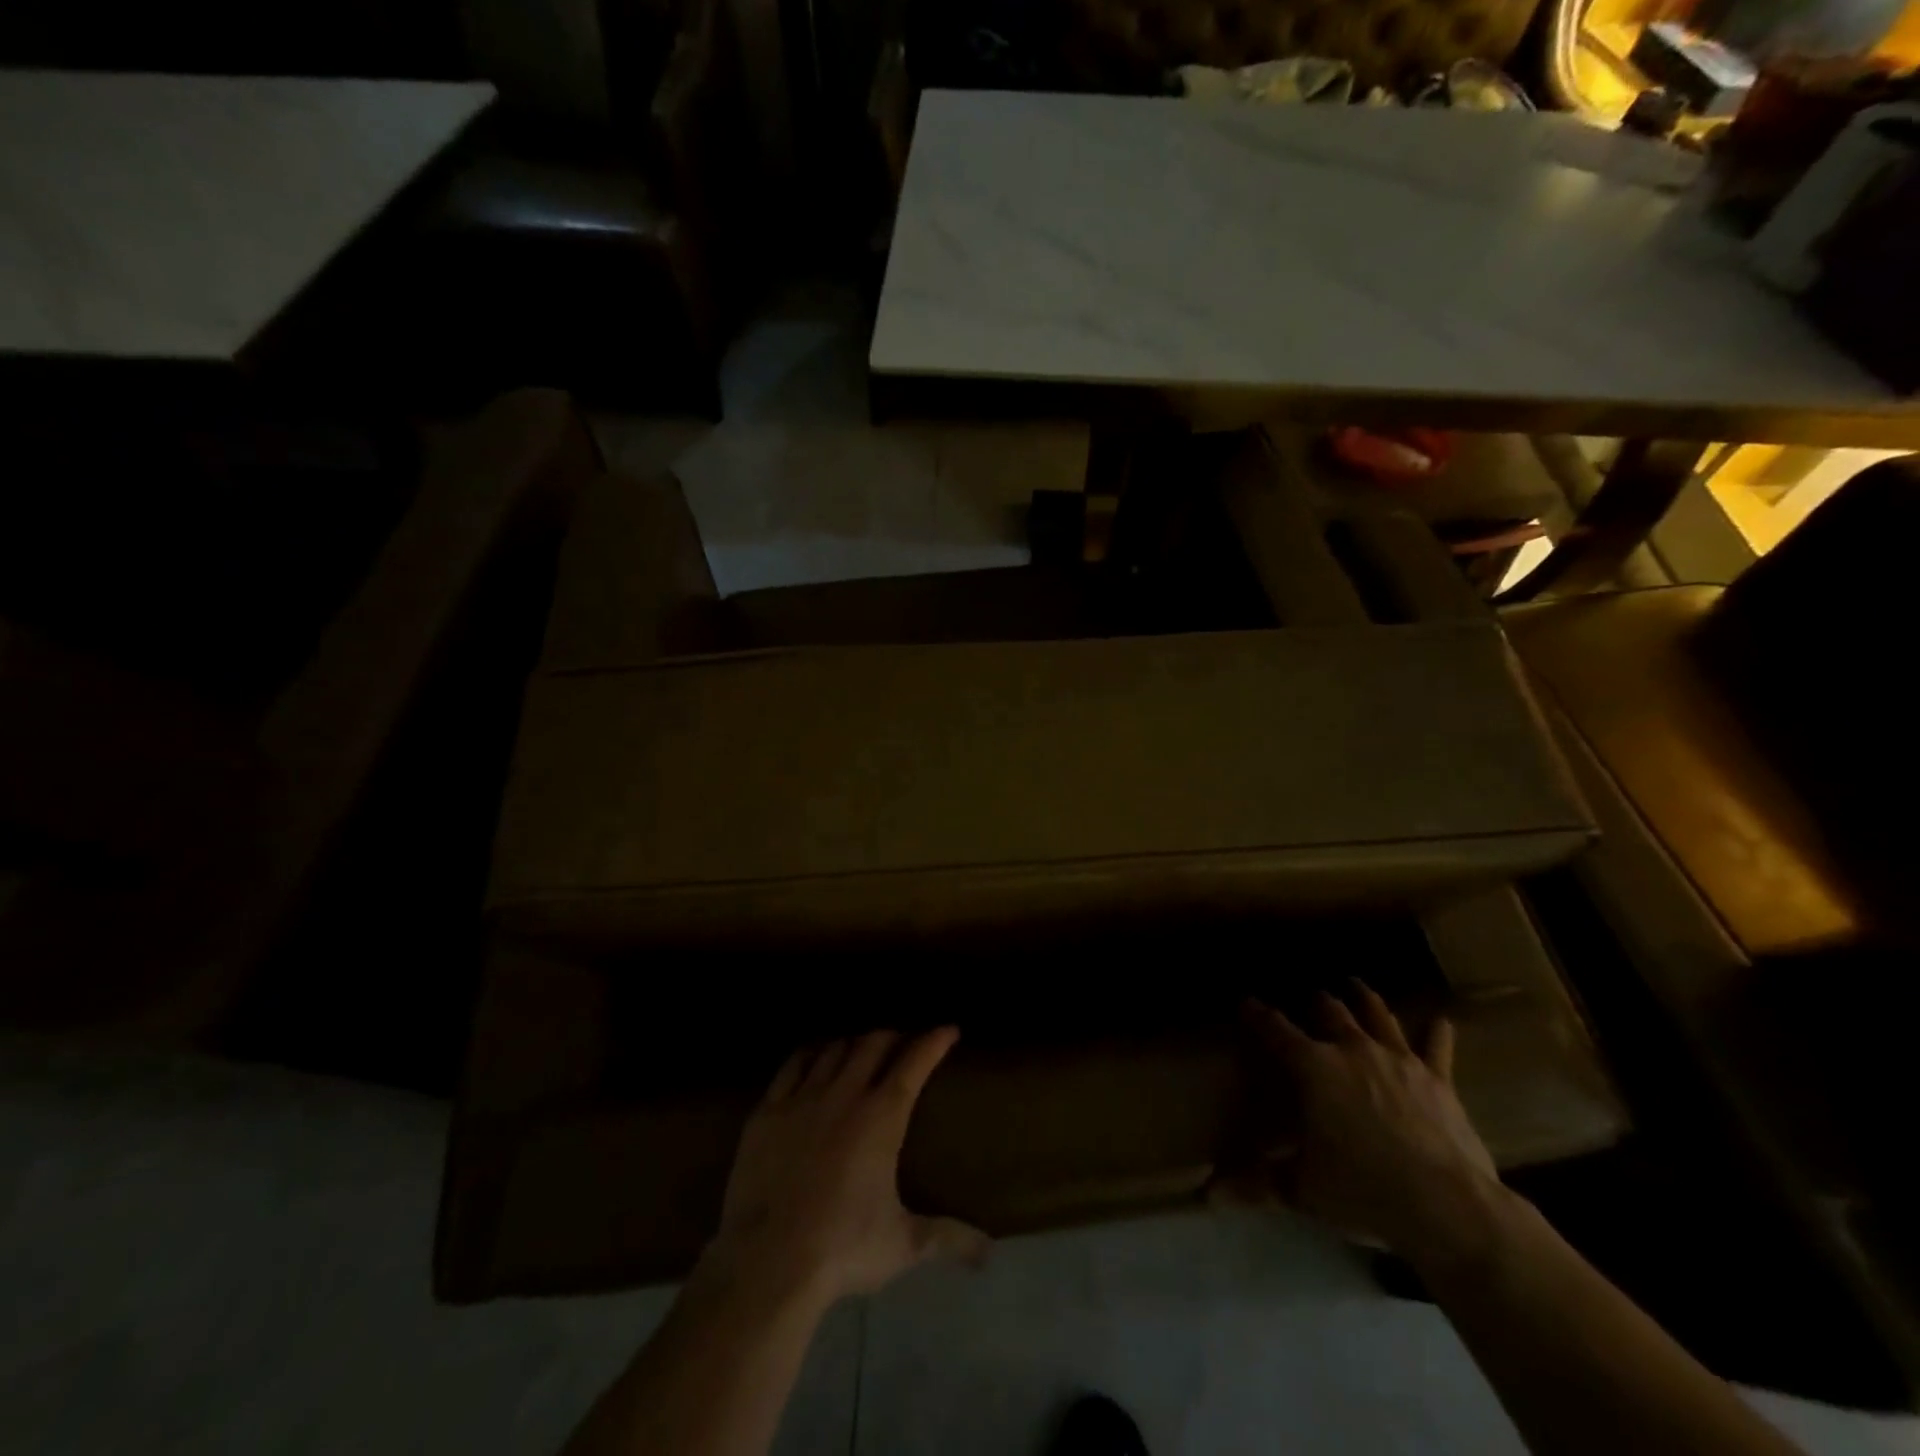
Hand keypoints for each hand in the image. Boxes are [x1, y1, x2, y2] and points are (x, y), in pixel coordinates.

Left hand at [703, 1028, 988, 1309]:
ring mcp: (803, 1098)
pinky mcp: (768, 1111)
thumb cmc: (842, 1249)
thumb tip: (990, 1252)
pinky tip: (814, 1057)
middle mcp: (845, 1094)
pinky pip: (793, 1065)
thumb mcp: (903, 1245)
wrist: (767, 1263)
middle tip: (903, 1043)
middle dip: (893, 1036)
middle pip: (873, 1044)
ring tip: (861, 1050)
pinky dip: (810, 1055)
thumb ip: (948, 1238)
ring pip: (834, 1049)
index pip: (914, 1063)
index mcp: (882, 1118)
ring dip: (853, 1044)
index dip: (934, 1041)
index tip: (949, 1029)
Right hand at [1233, 982, 1504, 1265]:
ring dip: (1365, 999)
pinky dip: (1437, 1034)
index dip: (1258, 1015)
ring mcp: (1399, 1061)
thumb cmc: (1362, 1191)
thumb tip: (1208, 1195)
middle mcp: (1352, 1051)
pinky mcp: (1439, 1081)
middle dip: (1317, 1002)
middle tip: (1311, 995)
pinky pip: (1437, 1049)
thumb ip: (1256, 1184)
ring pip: (1378, 1017)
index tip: (1247, 1002)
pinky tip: (1442, 1021)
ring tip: (1357, 984)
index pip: (1276, 1031)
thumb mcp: (1302, 1190)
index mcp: (1313, 1068)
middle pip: (1331, 1013)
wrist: (1448, 1208)